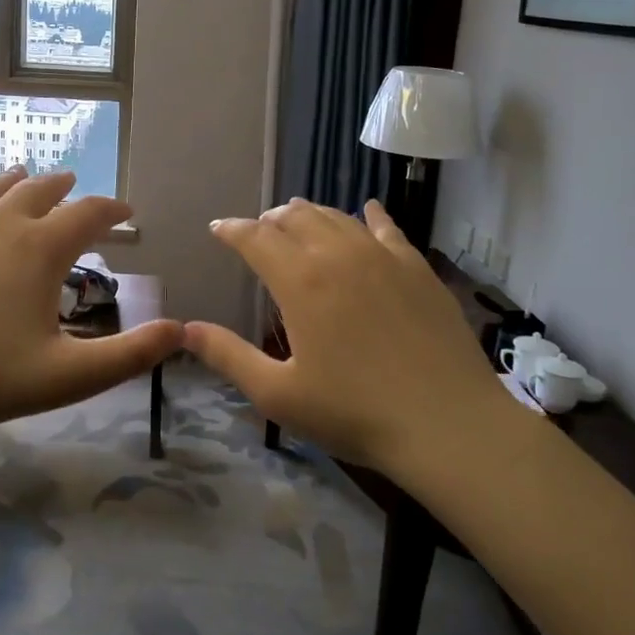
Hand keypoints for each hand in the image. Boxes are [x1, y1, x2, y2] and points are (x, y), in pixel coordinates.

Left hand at [0, 163, 182, 443]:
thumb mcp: (71, 375)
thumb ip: (131, 354)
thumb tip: (181, 332)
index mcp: (42, 248)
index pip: (90, 213)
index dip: (113, 209)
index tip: (125, 212)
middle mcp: (2, 219)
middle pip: (42, 189)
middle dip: (64, 187)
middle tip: (74, 187)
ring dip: (17, 180)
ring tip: (27, 175)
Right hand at [183, 199, 509, 477]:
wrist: (449, 425)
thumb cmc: (354, 413)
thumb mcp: (278, 393)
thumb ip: (228, 356)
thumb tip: (185, 329)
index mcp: (299, 281)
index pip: (255, 238)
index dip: (232, 230)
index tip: (218, 229)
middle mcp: (338, 255)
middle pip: (295, 218)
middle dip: (269, 220)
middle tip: (258, 231)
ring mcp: (382, 257)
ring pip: (337, 217)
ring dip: (310, 214)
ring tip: (297, 218)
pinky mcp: (417, 268)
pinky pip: (388, 228)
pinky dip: (370, 215)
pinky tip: (368, 210)